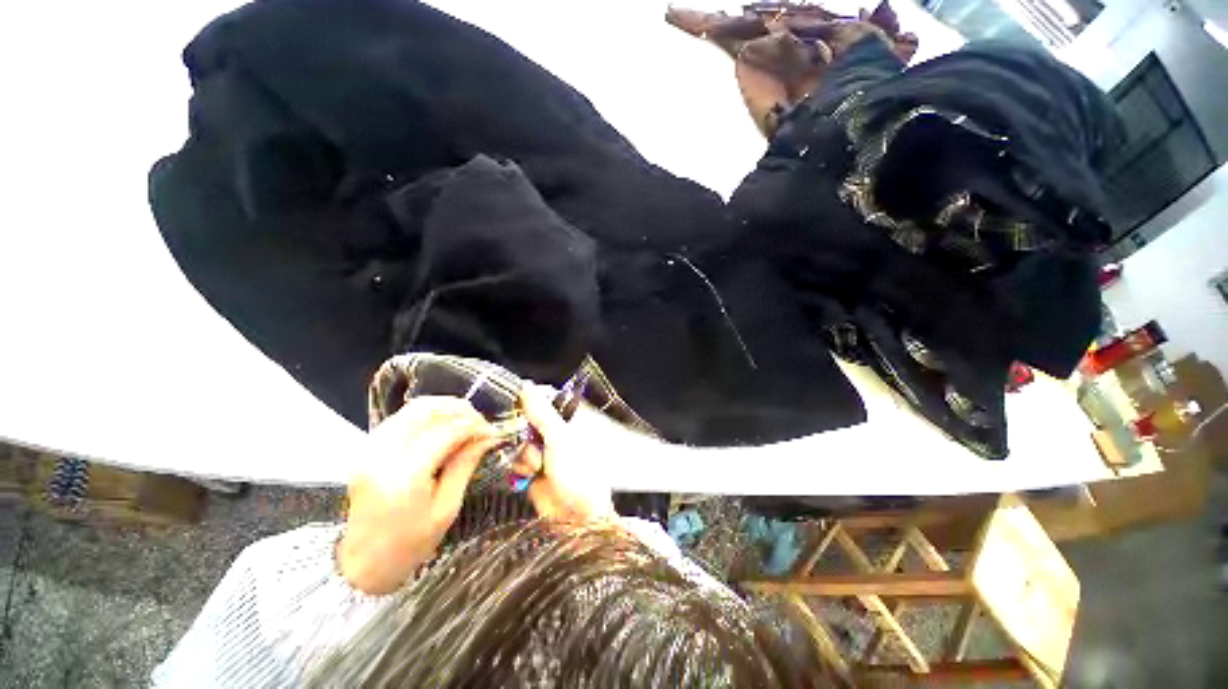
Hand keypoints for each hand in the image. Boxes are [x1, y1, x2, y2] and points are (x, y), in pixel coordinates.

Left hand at [339, 396, 499, 593]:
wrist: (363, 564)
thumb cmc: (410, 544)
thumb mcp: (447, 507)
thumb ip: (465, 464)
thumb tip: (488, 437)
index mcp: (404, 475)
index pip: (447, 431)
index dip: (474, 425)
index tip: (493, 431)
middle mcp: (382, 454)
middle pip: (427, 409)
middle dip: (460, 409)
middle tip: (480, 423)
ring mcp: (370, 449)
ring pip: (413, 408)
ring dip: (444, 409)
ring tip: (465, 423)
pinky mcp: (367, 448)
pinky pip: (402, 418)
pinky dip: (427, 416)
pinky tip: (443, 428)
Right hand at [513, 385, 615, 522]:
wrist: (577, 518)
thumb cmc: (578, 472)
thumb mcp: (560, 439)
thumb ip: (541, 413)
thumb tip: (526, 385)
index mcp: (568, 418)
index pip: (542, 399)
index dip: (526, 400)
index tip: (510, 403)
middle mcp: (555, 431)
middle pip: (525, 419)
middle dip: (521, 431)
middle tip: (527, 441)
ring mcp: (543, 450)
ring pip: (518, 440)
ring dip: (524, 453)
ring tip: (538, 466)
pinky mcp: (532, 469)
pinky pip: (516, 459)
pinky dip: (520, 467)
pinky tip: (530, 475)